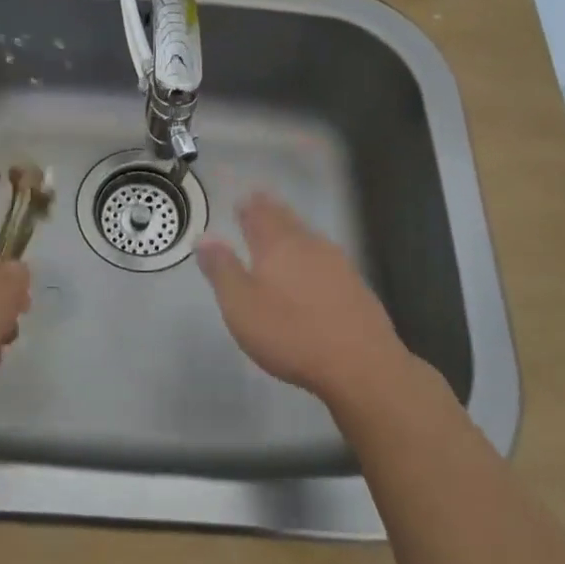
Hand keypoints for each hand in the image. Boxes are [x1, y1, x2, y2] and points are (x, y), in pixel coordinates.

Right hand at [197, 192, 407, 406]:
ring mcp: (338, 264)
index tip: (243, 198)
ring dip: (293, 232)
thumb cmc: (290, 333)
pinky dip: (312, 257)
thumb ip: (221, 269)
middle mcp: (309, 245)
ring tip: (283, 234)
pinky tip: (313, 271)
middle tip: (261, 203)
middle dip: (272, 211)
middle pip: (287, 220)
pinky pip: (326, 260)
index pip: (260, 214)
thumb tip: (204, 236)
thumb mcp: (240, 305)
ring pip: (309, 238)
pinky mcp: (356, 287)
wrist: (360, 365)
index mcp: (277, 245)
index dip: (250, 205)